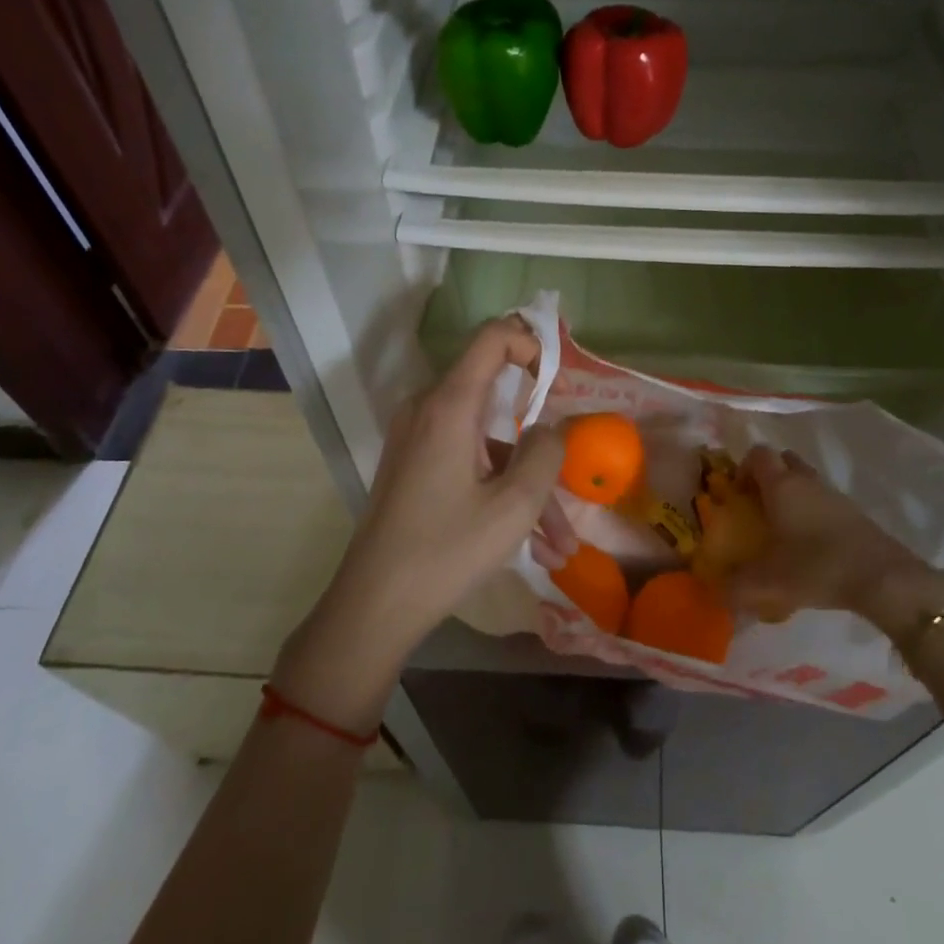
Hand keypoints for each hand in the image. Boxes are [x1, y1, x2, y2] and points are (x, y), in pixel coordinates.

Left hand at [274, 317, 563, 729]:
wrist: (373, 606)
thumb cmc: (446, 551)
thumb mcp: (513, 506)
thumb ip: (545, 454)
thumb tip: (550, 429)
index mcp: (449, 405)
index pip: (492, 338)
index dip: (531, 345)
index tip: (559, 383)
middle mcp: (428, 410)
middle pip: (498, 403)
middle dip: (541, 446)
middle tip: (570, 482)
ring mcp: (417, 439)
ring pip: (489, 444)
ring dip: (527, 485)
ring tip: (559, 544)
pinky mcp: (414, 466)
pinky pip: (468, 463)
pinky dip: (500, 492)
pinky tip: (533, 546)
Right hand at [725, 446, 943, 644]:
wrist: (882, 578)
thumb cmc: (816, 567)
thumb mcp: (768, 583)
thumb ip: (735, 587)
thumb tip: (714, 591)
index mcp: (781, 486)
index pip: (757, 454)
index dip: (743, 468)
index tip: (737, 495)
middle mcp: (806, 481)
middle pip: (783, 460)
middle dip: (768, 477)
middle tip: (758, 507)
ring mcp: (833, 495)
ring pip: (806, 480)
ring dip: (792, 494)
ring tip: (783, 529)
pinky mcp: (854, 513)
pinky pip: (824, 500)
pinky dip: (813, 512)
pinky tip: (810, 545)